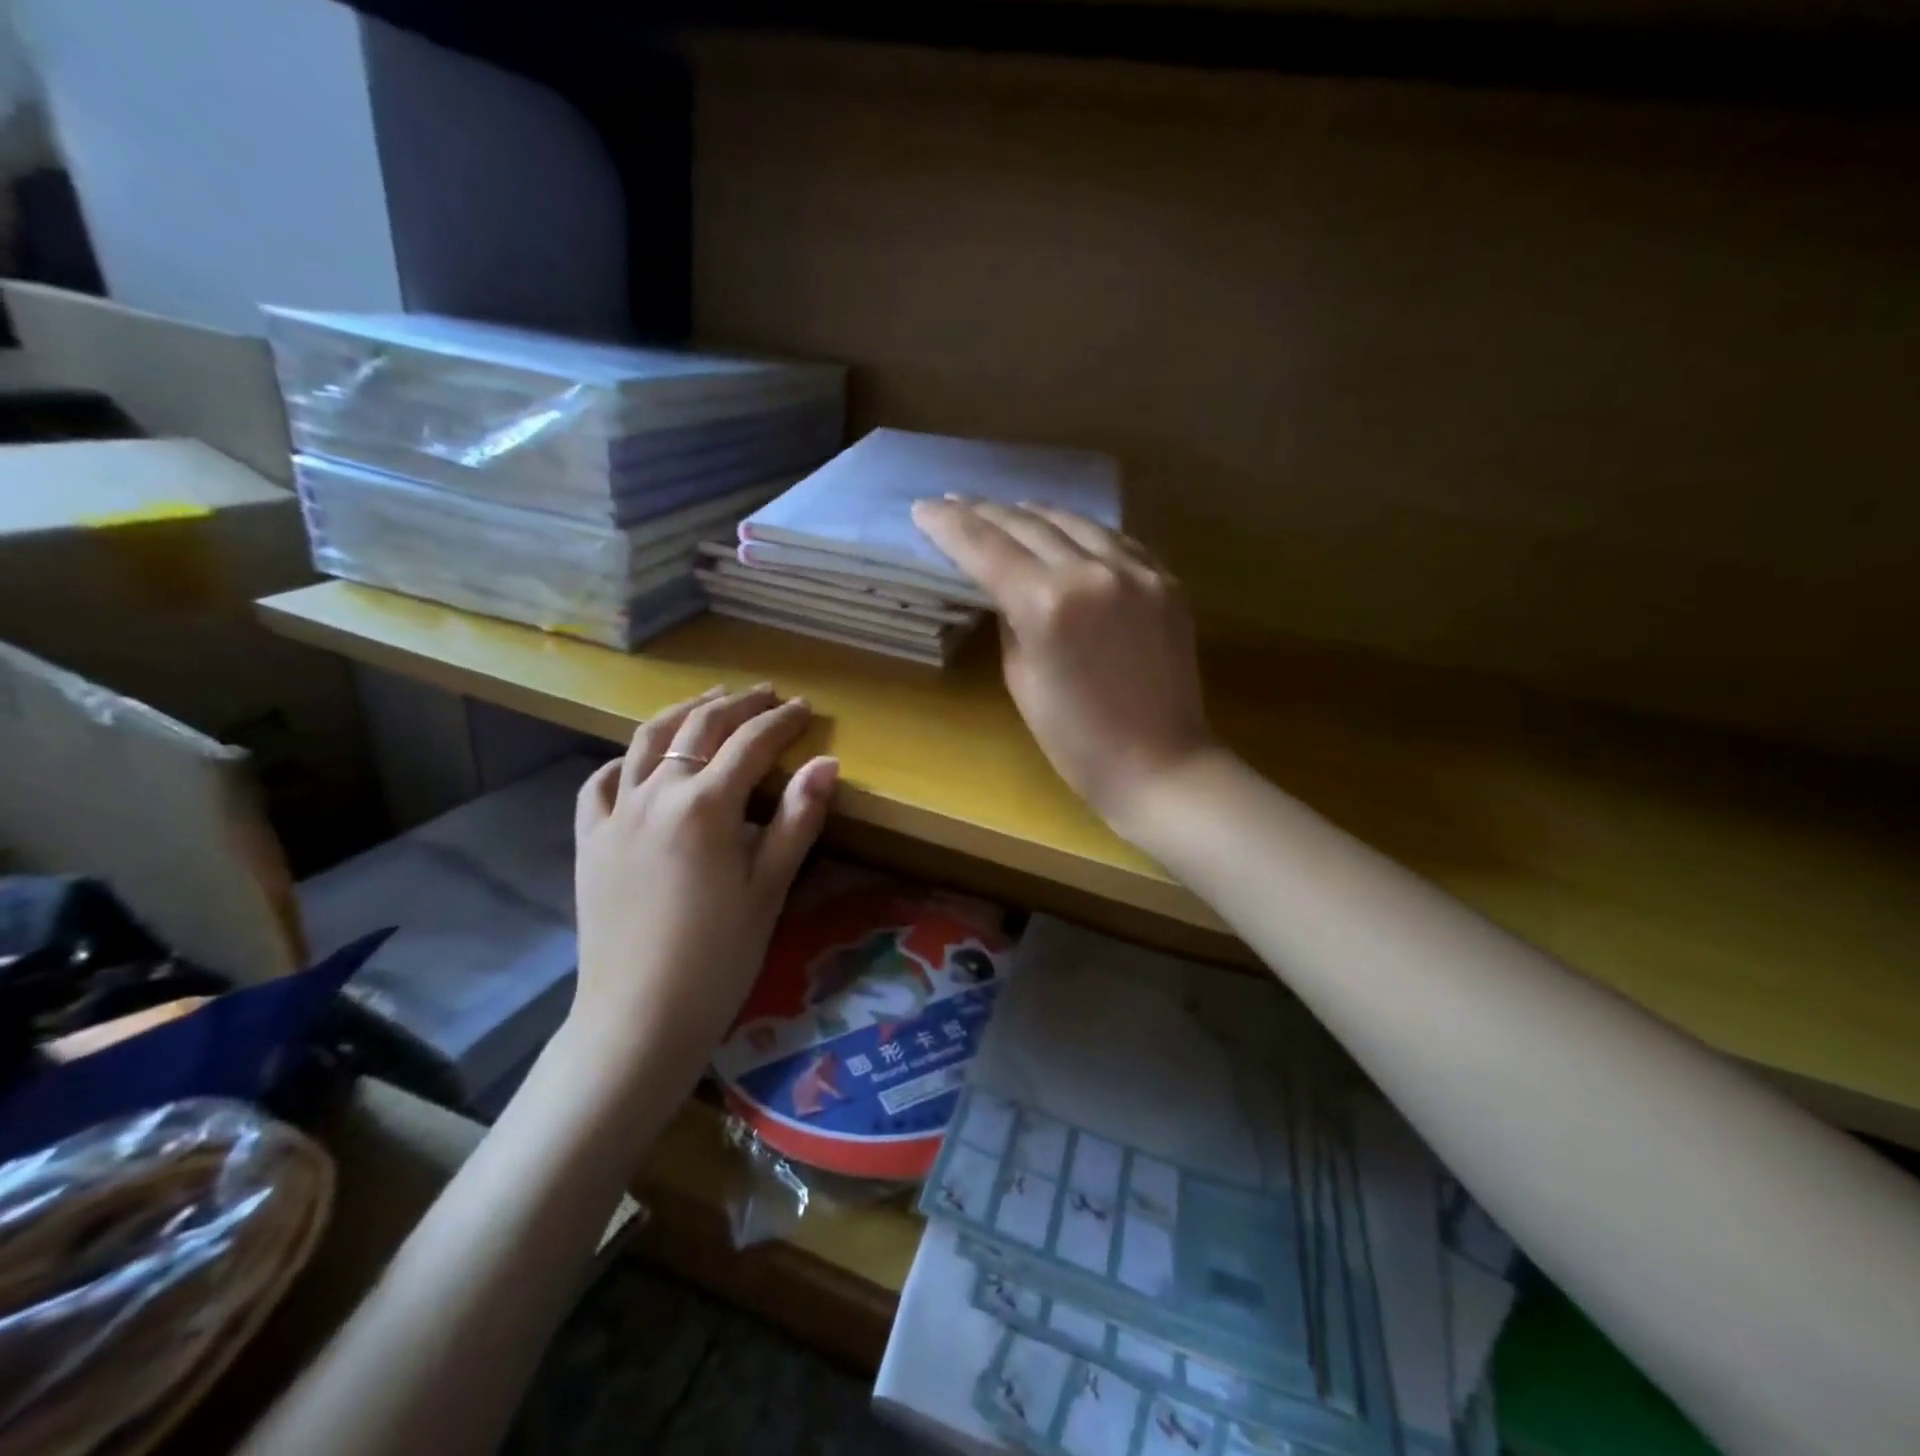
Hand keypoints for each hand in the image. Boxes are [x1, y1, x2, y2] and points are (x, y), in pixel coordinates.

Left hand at [570, 686, 838, 1082]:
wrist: (638, 1017)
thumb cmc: (719, 957)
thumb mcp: (770, 888)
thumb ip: (799, 819)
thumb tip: (827, 763)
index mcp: (706, 805)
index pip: (751, 743)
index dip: (781, 721)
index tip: (804, 707)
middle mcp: (656, 794)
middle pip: (698, 727)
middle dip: (737, 704)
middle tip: (765, 694)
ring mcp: (615, 815)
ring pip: (645, 741)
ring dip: (682, 712)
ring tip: (709, 700)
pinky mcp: (589, 840)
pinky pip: (600, 783)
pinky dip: (625, 760)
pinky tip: (639, 761)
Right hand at [911, 498, 1217, 831]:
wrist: (1161, 764)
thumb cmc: (1076, 741)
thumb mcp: (1022, 679)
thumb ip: (1010, 620)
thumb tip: (1005, 587)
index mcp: (1048, 604)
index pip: (986, 547)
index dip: (949, 525)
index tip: (924, 508)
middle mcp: (1093, 572)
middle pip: (1029, 523)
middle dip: (986, 512)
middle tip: (956, 503)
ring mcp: (1138, 570)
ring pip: (1076, 521)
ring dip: (1035, 513)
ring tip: (1008, 510)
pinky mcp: (1167, 580)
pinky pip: (1115, 540)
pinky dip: (1082, 533)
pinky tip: (1067, 534)